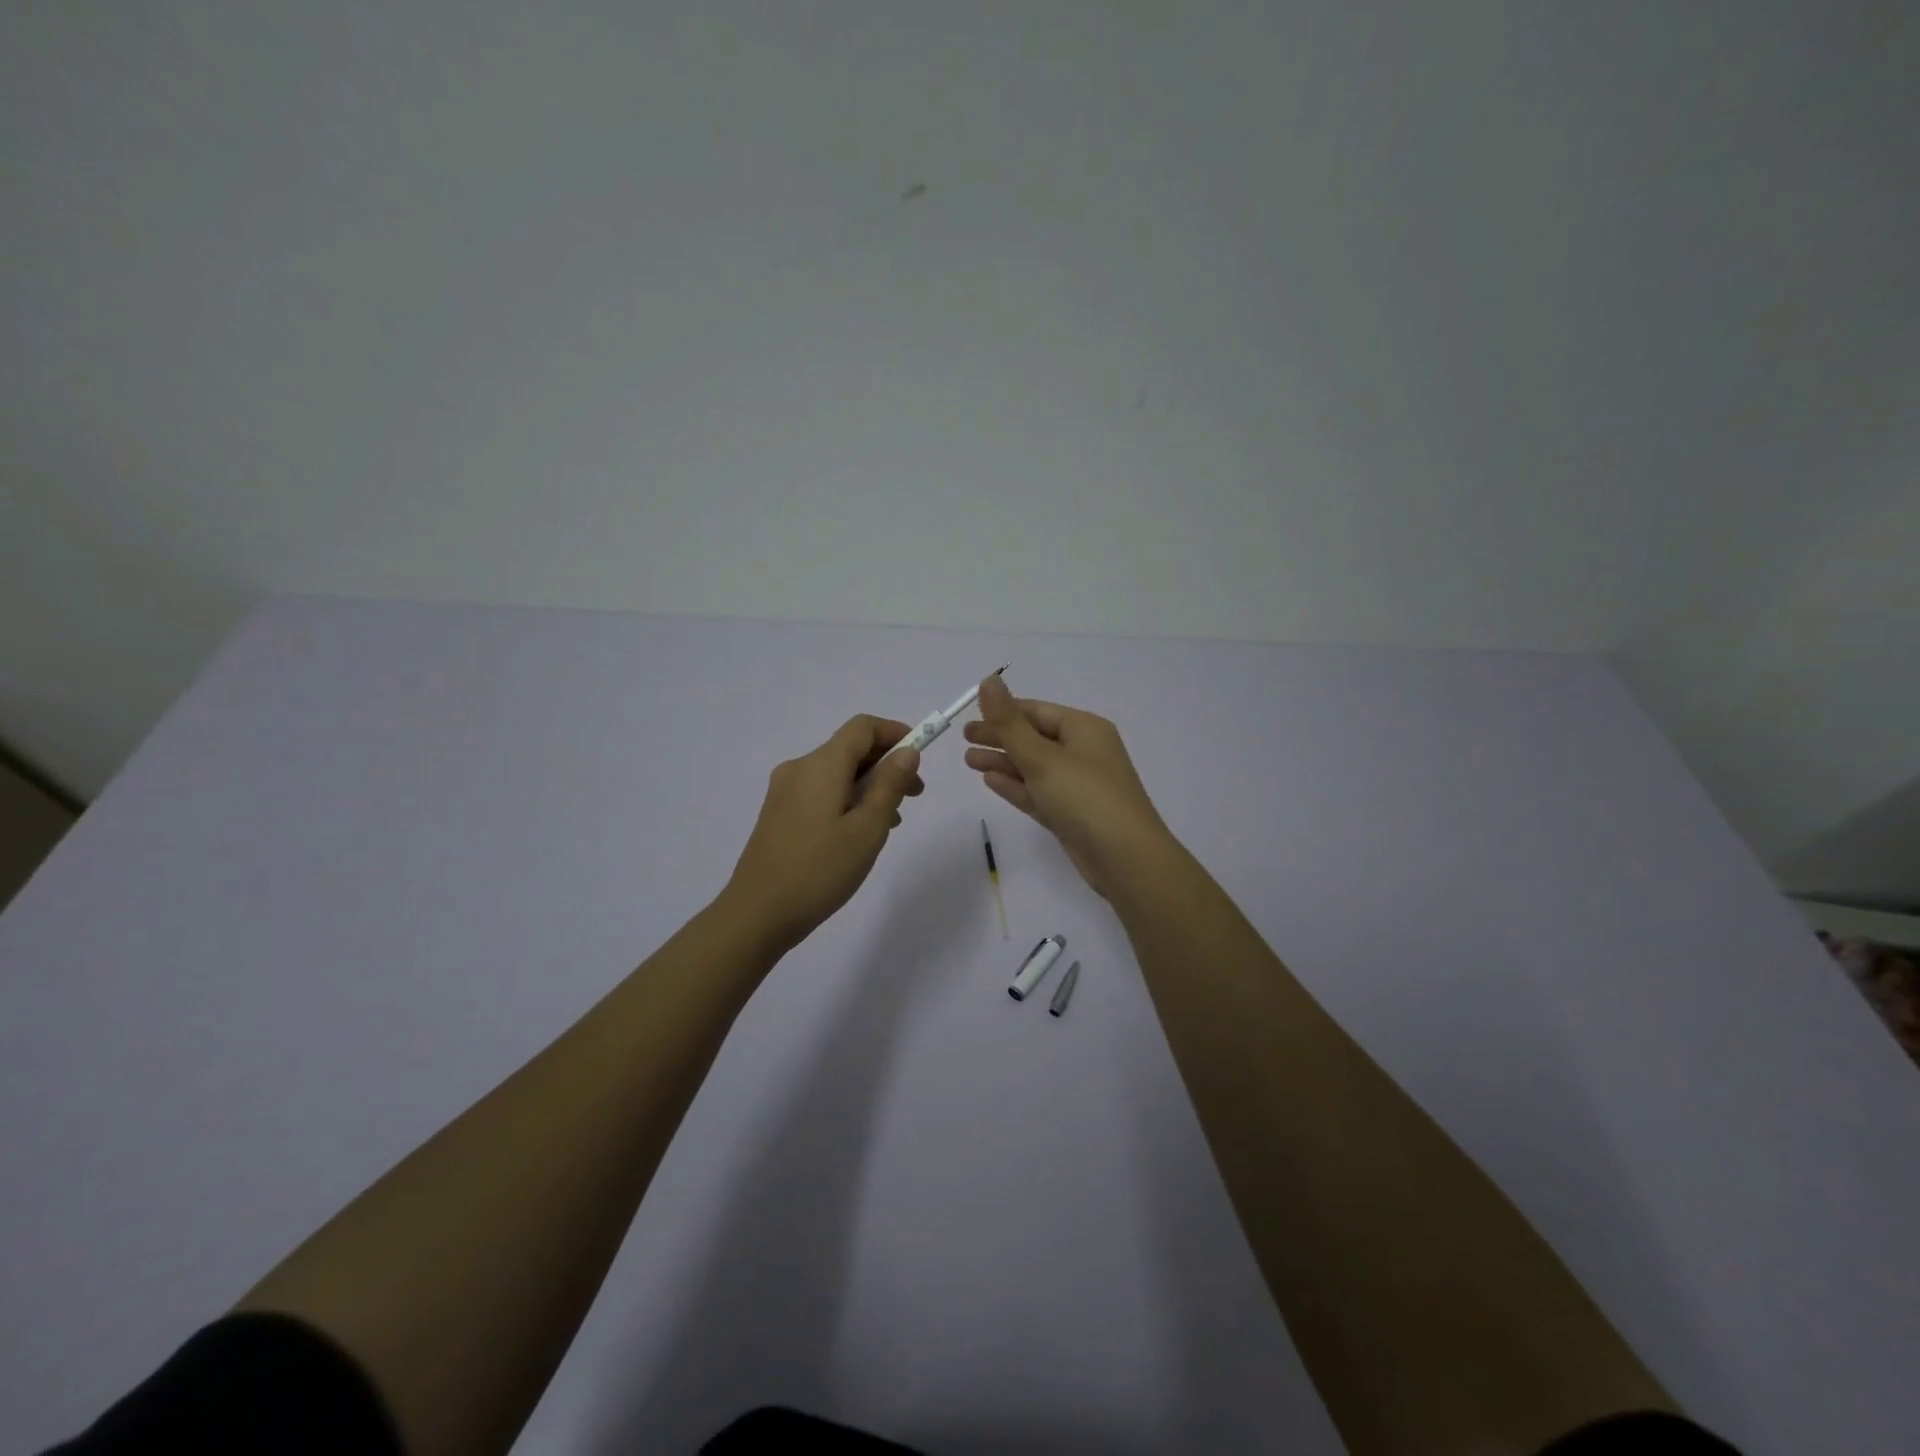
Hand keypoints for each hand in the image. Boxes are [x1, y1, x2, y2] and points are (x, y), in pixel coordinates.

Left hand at [721, 715, 923, 952]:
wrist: (756, 914)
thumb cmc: (819, 870)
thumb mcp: (867, 829)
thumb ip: (890, 785)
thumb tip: (906, 751)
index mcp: (821, 765)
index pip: (863, 727)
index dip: (895, 733)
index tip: (921, 755)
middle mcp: (799, 768)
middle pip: (849, 748)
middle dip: (886, 763)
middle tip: (915, 795)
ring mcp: (784, 791)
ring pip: (836, 772)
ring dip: (868, 784)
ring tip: (891, 821)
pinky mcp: (778, 813)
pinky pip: (820, 791)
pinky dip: (847, 798)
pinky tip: (858, 832)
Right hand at [963, 675, 1172, 897]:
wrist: (1125, 858)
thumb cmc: (1084, 797)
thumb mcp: (1042, 757)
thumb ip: (1009, 722)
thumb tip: (988, 679)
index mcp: (1084, 729)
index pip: (1037, 711)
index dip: (1003, 712)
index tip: (970, 716)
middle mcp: (1083, 752)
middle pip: (1034, 738)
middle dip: (1000, 737)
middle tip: (964, 739)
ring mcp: (1077, 785)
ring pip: (1033, 767)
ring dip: (1002, 762)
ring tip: (968, 760)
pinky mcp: (1071, 813)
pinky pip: (1038, 792)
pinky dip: (1015, 785)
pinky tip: (990, 781)